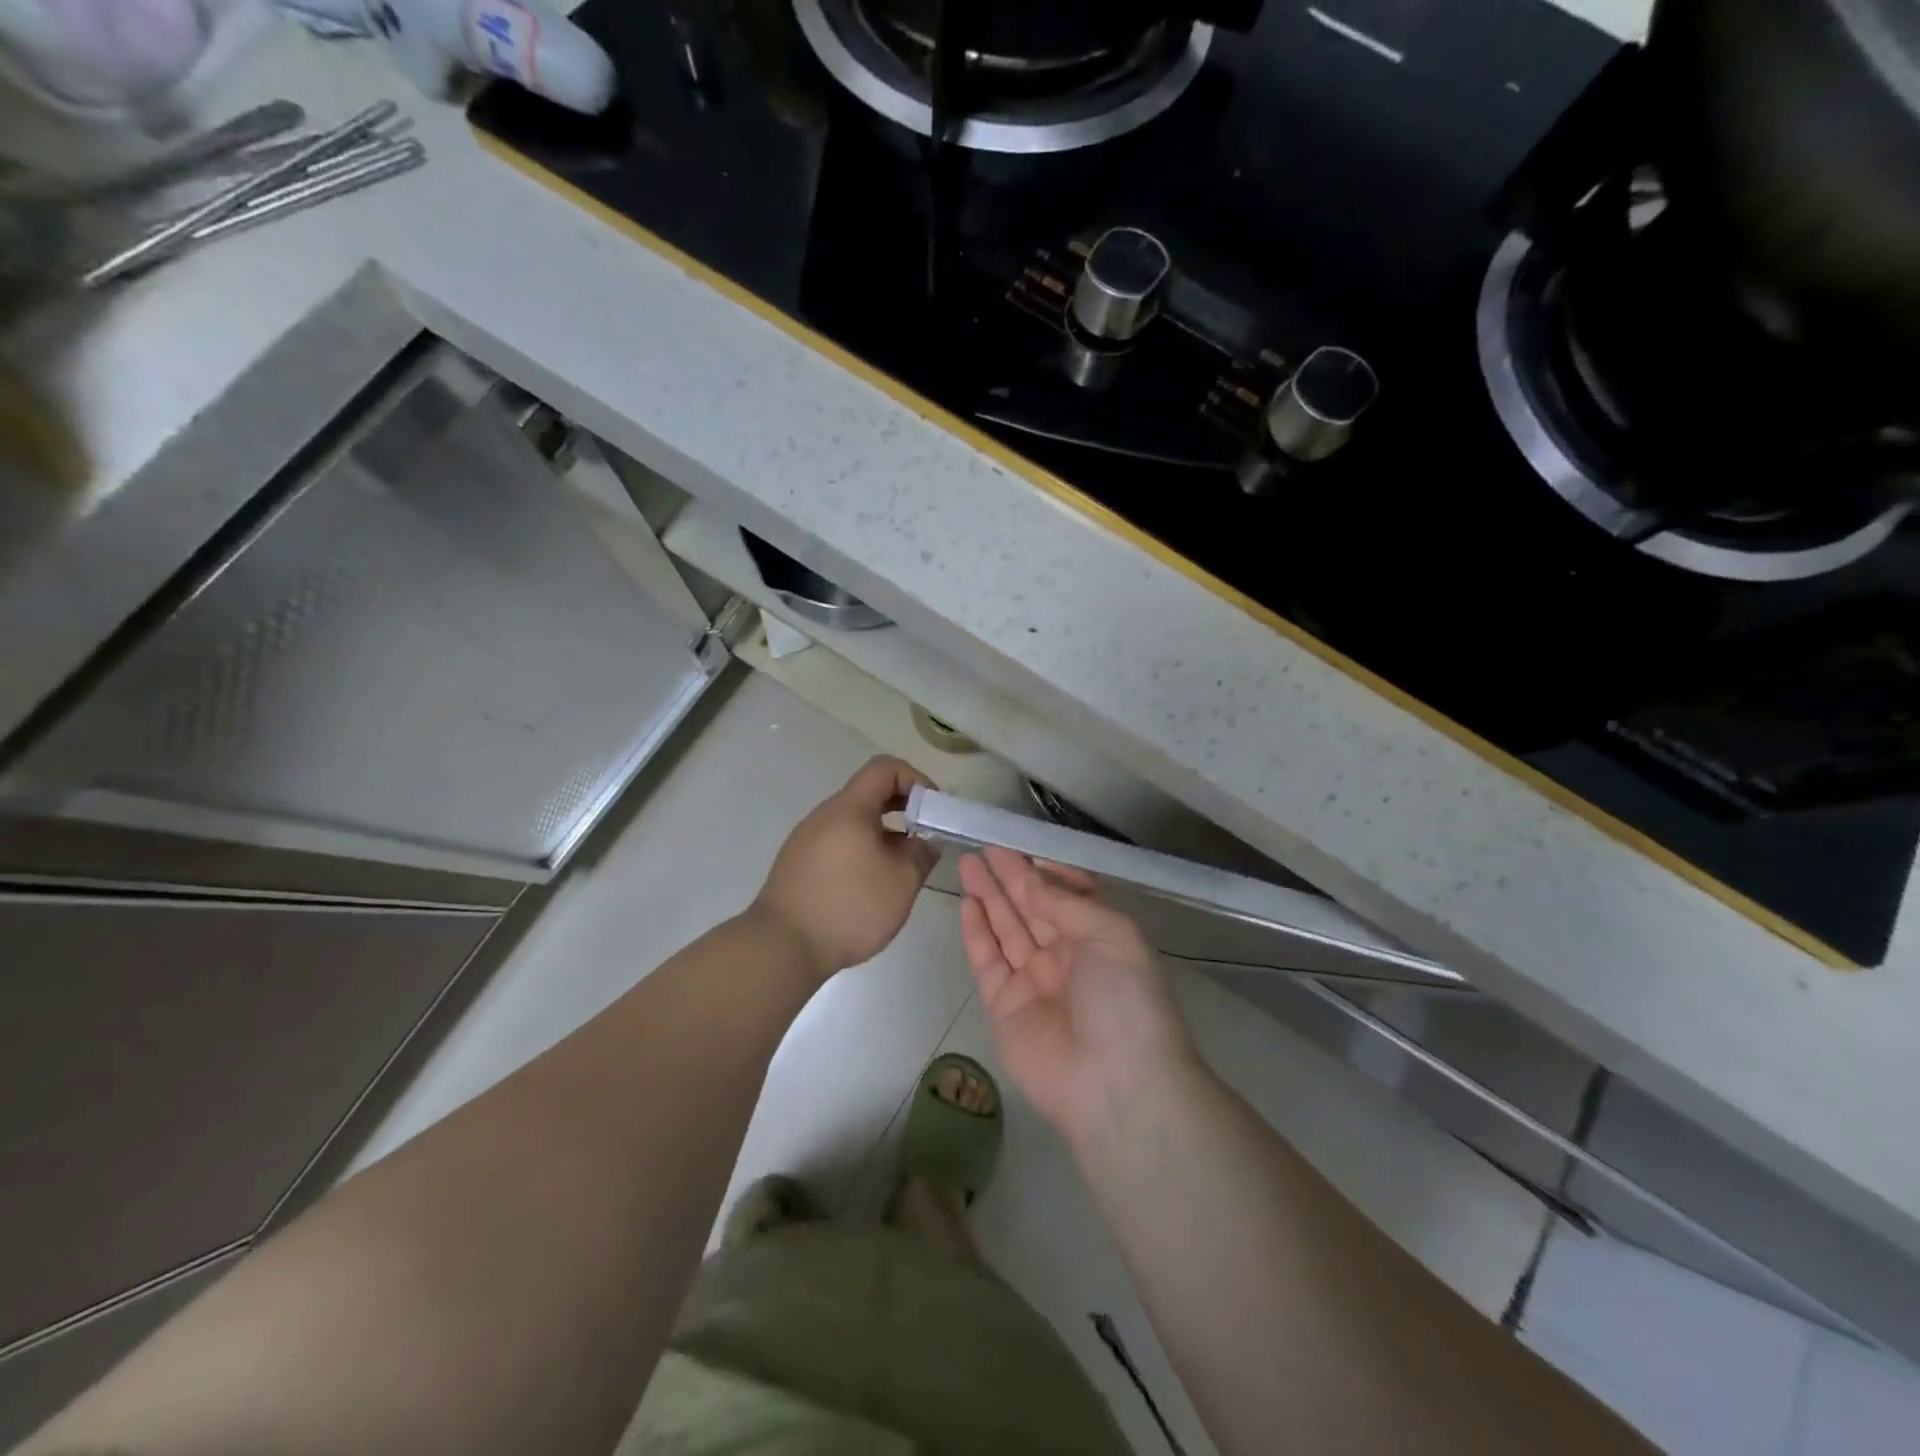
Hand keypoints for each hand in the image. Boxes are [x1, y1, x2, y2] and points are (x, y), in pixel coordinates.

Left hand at [752, 756, 939, 980]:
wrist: (782, 947)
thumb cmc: (849, 907)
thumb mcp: (902, 882)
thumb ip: (922, 853)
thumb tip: (926, 840)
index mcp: (849, 808)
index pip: (885, 767)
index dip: (915, 779)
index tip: (932, 810)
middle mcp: (824, 815)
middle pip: (868, 793)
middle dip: (903, 808)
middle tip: (924, 836)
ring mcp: (806, 839)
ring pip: (853, 821)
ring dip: (883, 833)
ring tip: (900, 867)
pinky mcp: (798, 863)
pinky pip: (837, 842)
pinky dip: (861, 850)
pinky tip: (869, 885)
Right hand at [958, 847, 1198, 1144]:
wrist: (1116, 1084)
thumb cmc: (1125, 999)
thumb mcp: (1111, 934)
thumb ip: (1065, 902)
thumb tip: (1031, 878)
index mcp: (1099, 937)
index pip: (1067, 894)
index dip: (1044, 870)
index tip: (1020, 845)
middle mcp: (1067, 955)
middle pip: (1032, 907)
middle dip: (1009, 877)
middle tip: (984, 848)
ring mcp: (1034, 981)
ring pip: (1007, 928)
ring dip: (989, 896)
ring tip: (969, 864)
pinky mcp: (1005, 1006)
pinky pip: (988, 960)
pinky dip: (977, 932)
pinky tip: (967, 903)